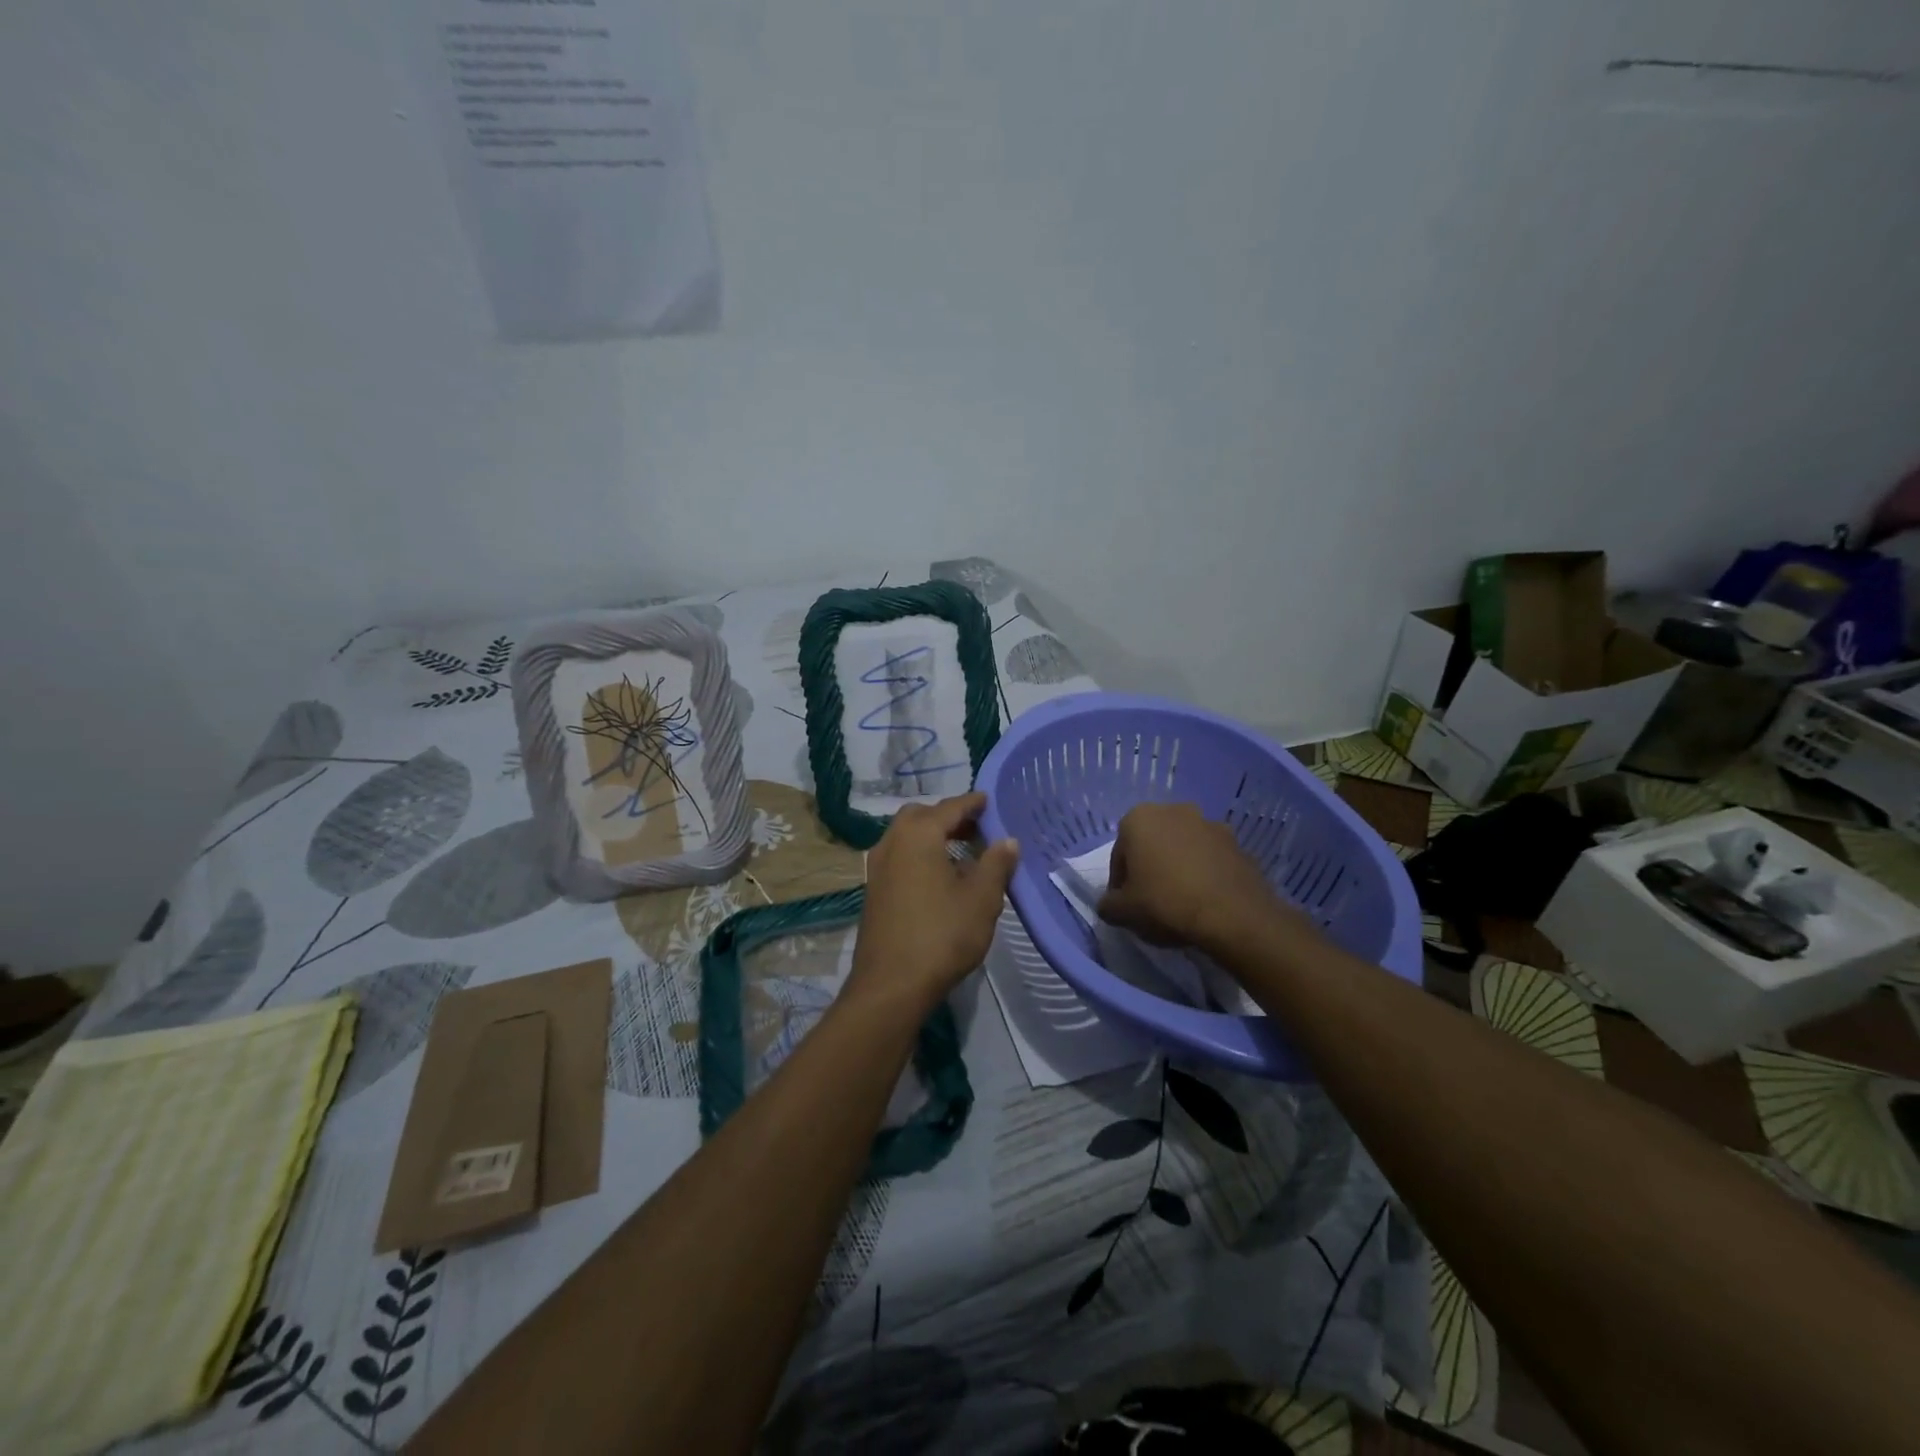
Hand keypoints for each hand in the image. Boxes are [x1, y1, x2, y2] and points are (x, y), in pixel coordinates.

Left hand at [847, 792, 1019, 1017]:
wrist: (891, 985)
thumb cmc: (942, 935)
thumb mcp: (981, 899)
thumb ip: (996, 864)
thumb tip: (1008, 840)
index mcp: (918, 835)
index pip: (950, 807)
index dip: (972, 803)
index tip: (989, 801)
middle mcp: (892, 842)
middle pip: (922, 816)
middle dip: (949, 818)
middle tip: (976, 829)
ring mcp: (877, 867)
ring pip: (906, 837)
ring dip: (933, 837)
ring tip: (963, 855)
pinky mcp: (874, 890)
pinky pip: (900, 857)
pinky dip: (920, 855)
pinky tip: (940, 879)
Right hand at [1098, 802, 1279, 951]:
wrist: (1233, 916)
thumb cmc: (1166, 903)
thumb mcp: (1122, 912)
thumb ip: (1108, 904)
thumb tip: (1110, 904)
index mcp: (1139, 818)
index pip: (1119, 854)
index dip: (1120, 883)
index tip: (1127, 905)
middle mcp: (1174, 811)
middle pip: (1152, 844)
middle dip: (1150, 868)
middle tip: (1152, 902)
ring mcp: (1210, 824)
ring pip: (1183, 848)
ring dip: (1179, 868)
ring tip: (1182, 903)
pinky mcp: (1238, 843)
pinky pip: (1210, 859)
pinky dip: (1205, 874)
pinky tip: (1205, 901)